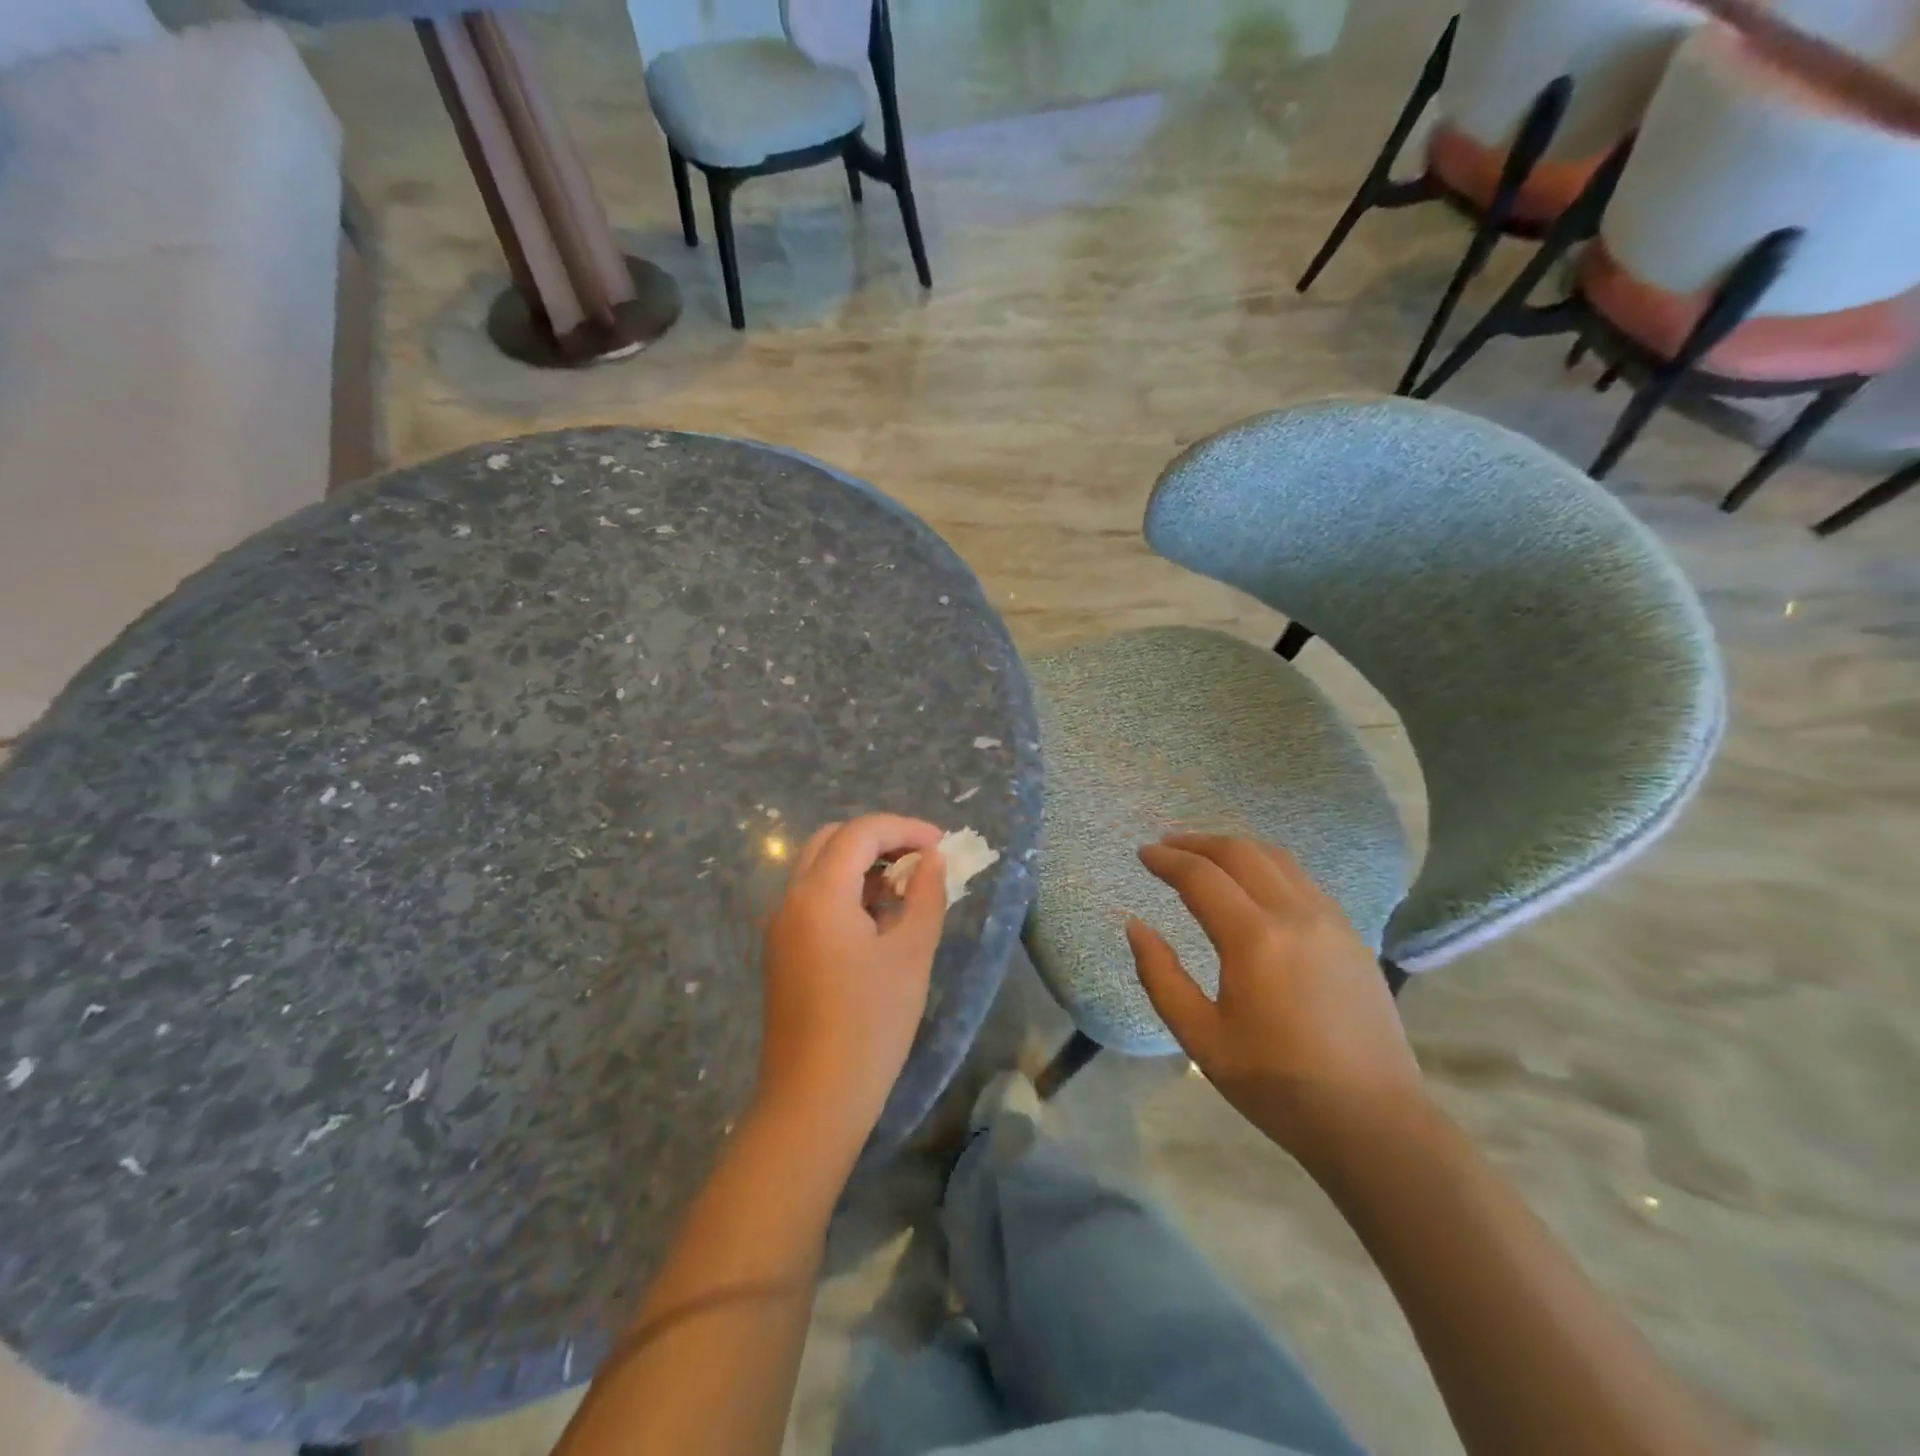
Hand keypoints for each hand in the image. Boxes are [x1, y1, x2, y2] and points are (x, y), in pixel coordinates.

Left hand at [756, 815, 947, 1149]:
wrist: (814, 1100)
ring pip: (820, 868)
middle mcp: (791, 899)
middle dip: (880, 840)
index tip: (942, 845)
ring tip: (906, 891)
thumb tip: (932, 861)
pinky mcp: (782, 951)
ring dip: (862, 866)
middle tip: (922, 860)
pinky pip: (813, 899)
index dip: (905, 828)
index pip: (861, 833)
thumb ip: (926, 896)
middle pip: (833, 840)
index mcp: (819, 893)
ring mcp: (781, 926)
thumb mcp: (911, 954)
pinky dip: (846, 891)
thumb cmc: (870, 1024)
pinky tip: (878, 921)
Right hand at [1126, 833, 1426, 1170]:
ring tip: (1206, 857)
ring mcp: (1330, 921)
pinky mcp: (1352, 935)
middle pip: (1241, 852)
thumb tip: (1135, 926)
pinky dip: (1267, 866)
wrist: (1373, 1121)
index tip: (1143, 854)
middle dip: (1198, 842)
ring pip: (1277, 858)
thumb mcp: (1201, 1038)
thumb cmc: (1277, 1085)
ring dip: (1235, 849)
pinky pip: (1302, 880)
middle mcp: (1295, 914)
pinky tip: (1254, 885)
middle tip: (1167, 847)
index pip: (1201, 876)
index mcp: (1254, 939)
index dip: (1167, 860)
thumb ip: (1160, 976)